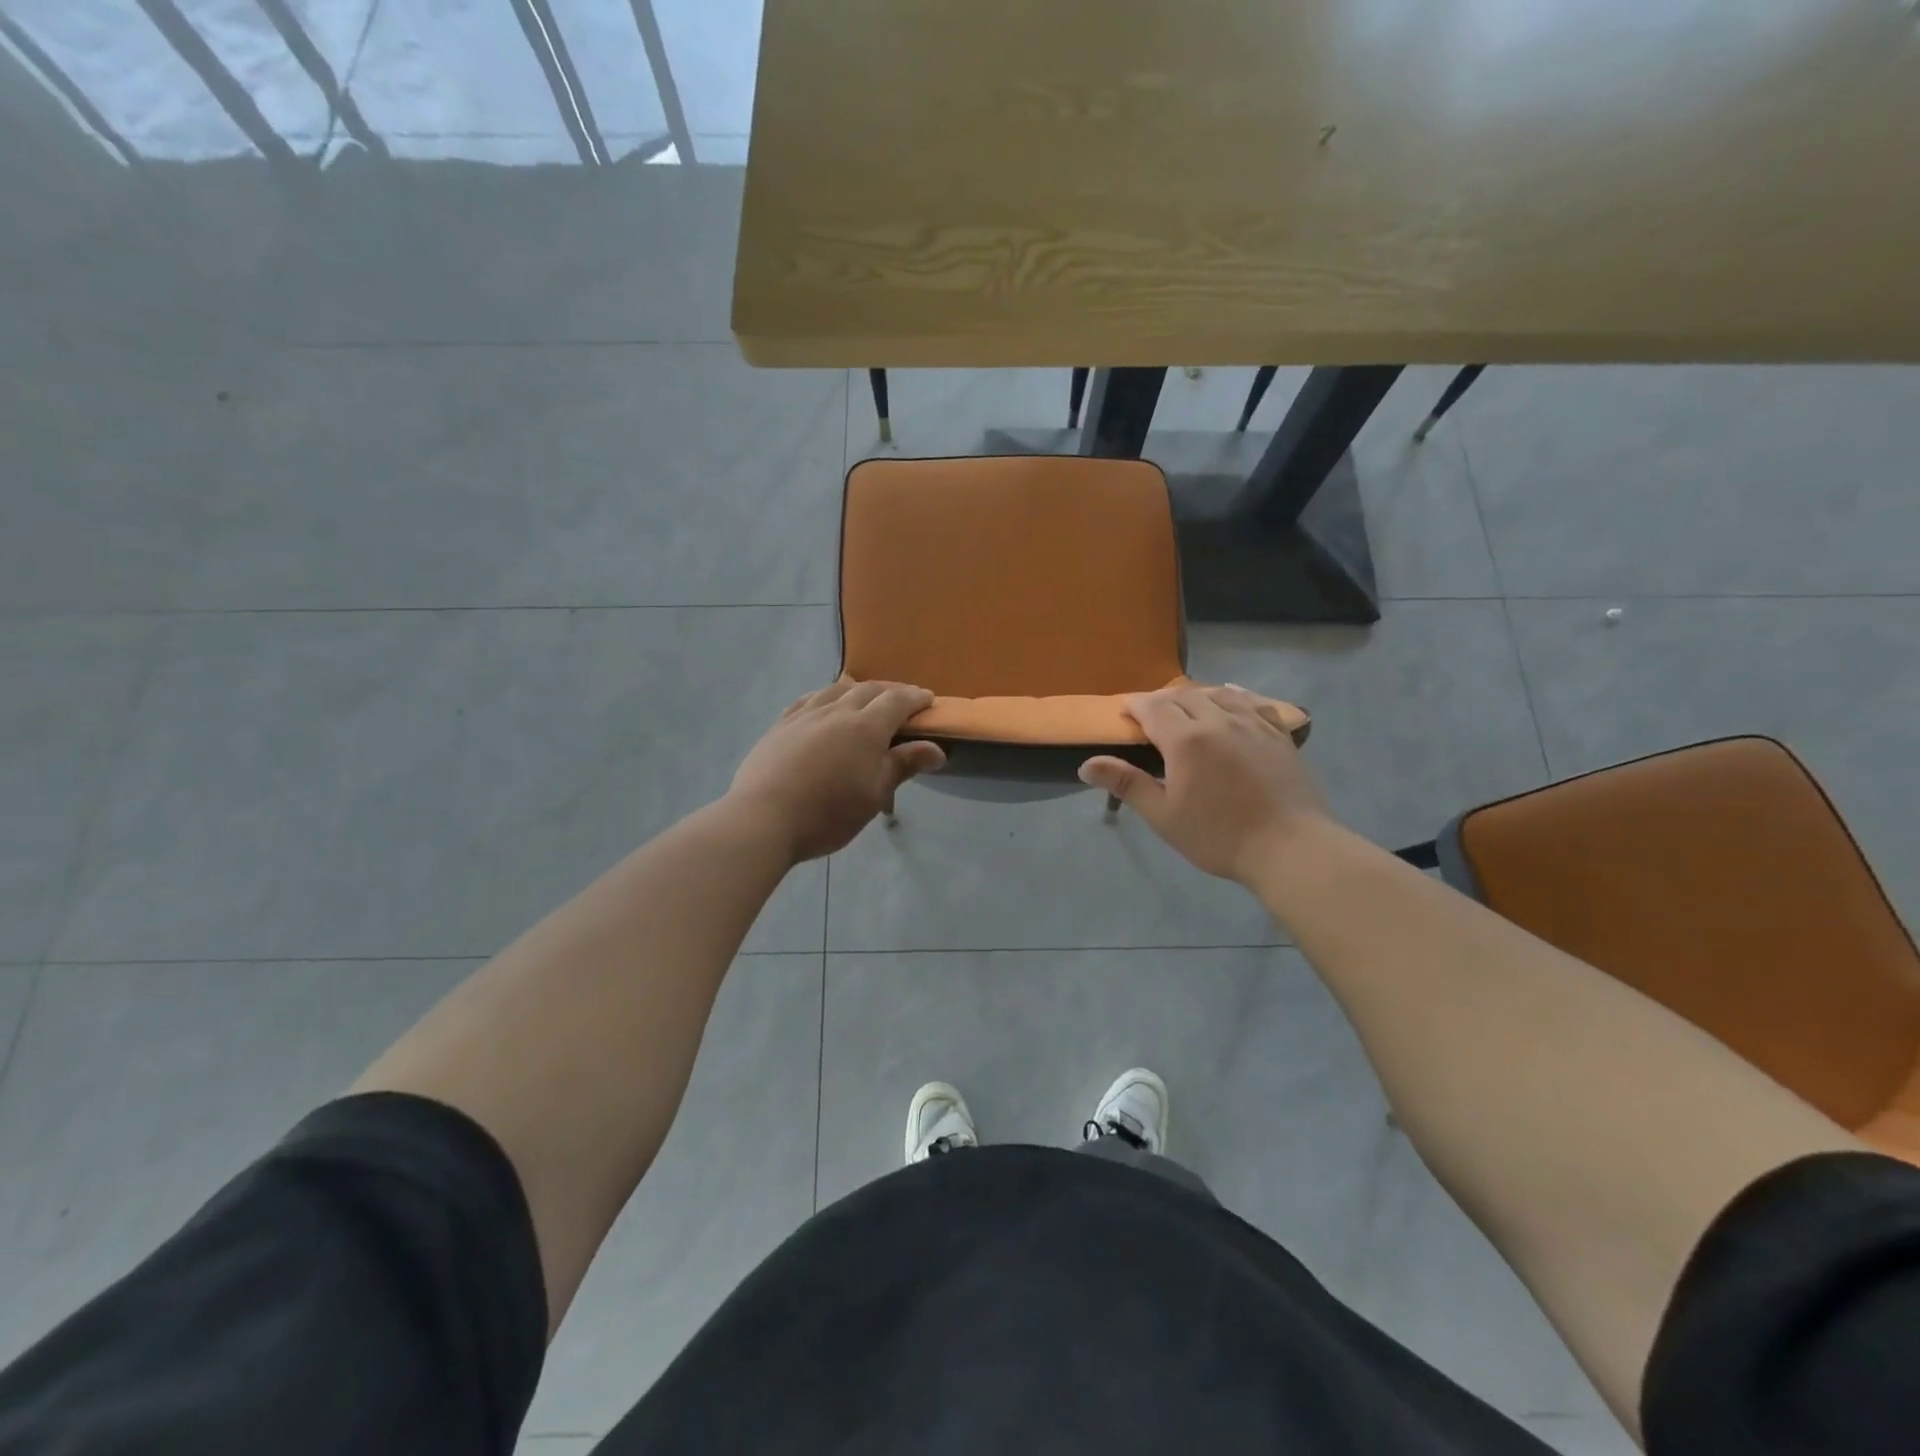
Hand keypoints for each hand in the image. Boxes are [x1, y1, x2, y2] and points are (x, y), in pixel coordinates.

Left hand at [727, 681, 946, 862]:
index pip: (897, 701)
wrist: (763, 819)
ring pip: (836, 690)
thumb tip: (937, 750)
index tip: (928, 700)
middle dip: (890, 691)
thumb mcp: (874, 794)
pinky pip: (808, 699)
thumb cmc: (828, 813)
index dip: (915, 698)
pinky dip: (825, 695)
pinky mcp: (780, 725)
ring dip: (857, 688)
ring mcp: (805, 715)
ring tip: (865, 695)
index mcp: (866, 727)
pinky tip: (823, 702)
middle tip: (903, 700)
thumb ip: (904, 765)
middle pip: (869, 690)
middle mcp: (837, 711)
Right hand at [1078, 685, 1333, 883]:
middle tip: (1150, 717)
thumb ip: (1127, 784)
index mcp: (1185, 740)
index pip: (1153, 708)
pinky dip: (1234, 695)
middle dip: (1162, 701)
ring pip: (1217, 693)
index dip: (1135, 706)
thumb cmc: (1219, 836)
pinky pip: (1252, 702)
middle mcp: (1218, 721)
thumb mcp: (1163, 815)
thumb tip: (1087, 765)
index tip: (1125, 714)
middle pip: (1183, 696)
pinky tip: (1231, 697)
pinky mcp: (1278, 734)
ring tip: (1186, 707)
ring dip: (1195, 696)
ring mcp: (1252, 724)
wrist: (1290, 847)